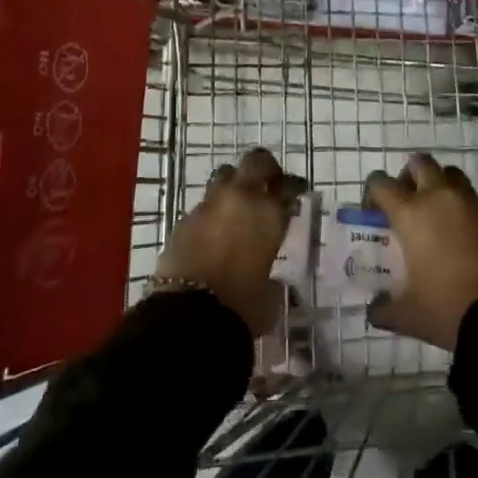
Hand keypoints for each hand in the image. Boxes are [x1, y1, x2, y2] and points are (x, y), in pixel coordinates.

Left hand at [155, 148, 302, 335]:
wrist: (189, 316)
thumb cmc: (242, 307)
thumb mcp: (270, 296)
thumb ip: (272, 278)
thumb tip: (270, 279)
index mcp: (268, 213)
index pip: (288, 185)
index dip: (292, 187)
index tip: (295, 194)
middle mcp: (240, 199)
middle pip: (255, 162)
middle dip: (263, 168)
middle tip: (268, 182)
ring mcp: (208, 206)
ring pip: (223, 177)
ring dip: (232, 186)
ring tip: (236, 206)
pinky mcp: (182, 220)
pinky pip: (203, 207)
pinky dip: (211, 214)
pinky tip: (213, 233)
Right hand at [365, 153, 477, 349]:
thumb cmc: (448, 309)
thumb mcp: (408, 315)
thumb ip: (384, 309)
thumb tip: (374, 310)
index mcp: (412, 214)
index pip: (382, 183)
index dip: (374, 192)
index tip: (375, 210)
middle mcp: (441, 198)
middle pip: (421, 163)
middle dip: (411, 176)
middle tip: (409, 202)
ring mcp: (475, 205)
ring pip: (453, 177)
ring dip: (442, 188)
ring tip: (441, 218)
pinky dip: (469, 214)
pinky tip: (471, 242)